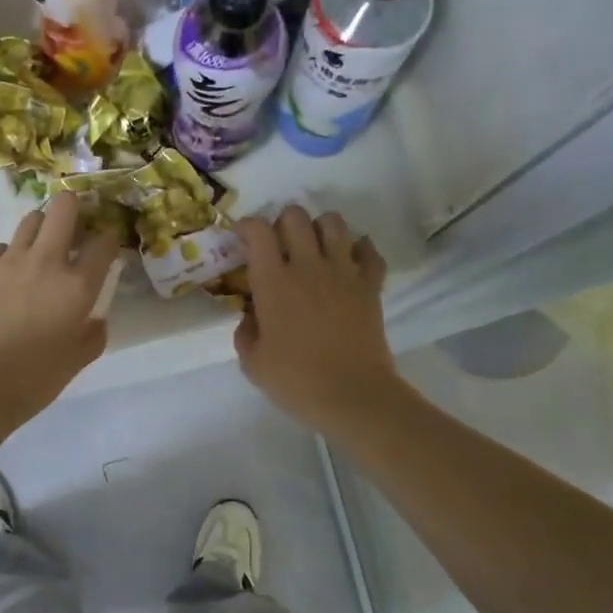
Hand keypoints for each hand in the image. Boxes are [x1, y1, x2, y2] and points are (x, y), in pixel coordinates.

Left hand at [0, 193, 124, 431]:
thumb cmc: (34, 379)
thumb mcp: (77, 360)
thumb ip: (93, 334)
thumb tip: (95, 319)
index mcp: (77, 285)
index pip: (104, 241)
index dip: (110, 237)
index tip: (107, 245)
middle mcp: (45, 262)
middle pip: (64, 207)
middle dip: (75, 208)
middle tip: (75, 229)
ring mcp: (8, 262)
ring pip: (31, 220)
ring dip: (43, 228)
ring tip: (42, 250)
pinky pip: (0, 248)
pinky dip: (11, 255)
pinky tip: (10, 277)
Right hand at [234, 206, 400, 437]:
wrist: (353, 395)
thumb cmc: (296, 381)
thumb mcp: (253, 362)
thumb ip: (245, 331)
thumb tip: (251, 314)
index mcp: (273, 282)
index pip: (258, 231)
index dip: (247, 226)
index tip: (243, 238)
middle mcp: (308, 266)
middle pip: (296, 216)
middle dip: (282, 222)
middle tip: (278, 244)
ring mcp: (343, 272)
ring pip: (334, 222)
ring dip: (320, 228)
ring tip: (314, 247)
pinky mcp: (370, 285)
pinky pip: (369, 250)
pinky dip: (359, 248)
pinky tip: (350, 261)